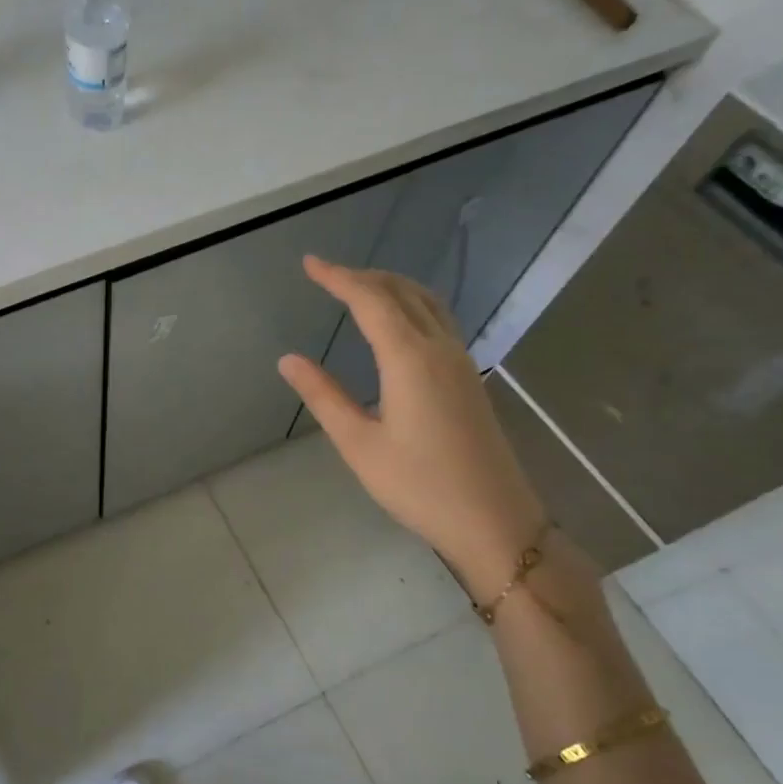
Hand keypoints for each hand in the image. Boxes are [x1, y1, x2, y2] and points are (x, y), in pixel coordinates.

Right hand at [277, 256, 545, 598]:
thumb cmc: (419, 485)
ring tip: (359, 287)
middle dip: (363, 276)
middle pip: (402, 292)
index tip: (310, 263)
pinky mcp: (469, 378)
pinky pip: (439, 320)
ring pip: (426, 302)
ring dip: (391, 286)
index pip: (371, 300)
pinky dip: (411, 304)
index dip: (338, 278)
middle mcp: (439, 348)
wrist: (493, 519)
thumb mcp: (359, 443)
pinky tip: (398, 322)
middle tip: (327, 274)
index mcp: (410, 358)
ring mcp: (460, 361)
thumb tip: (288, 359)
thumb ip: (324, 396)